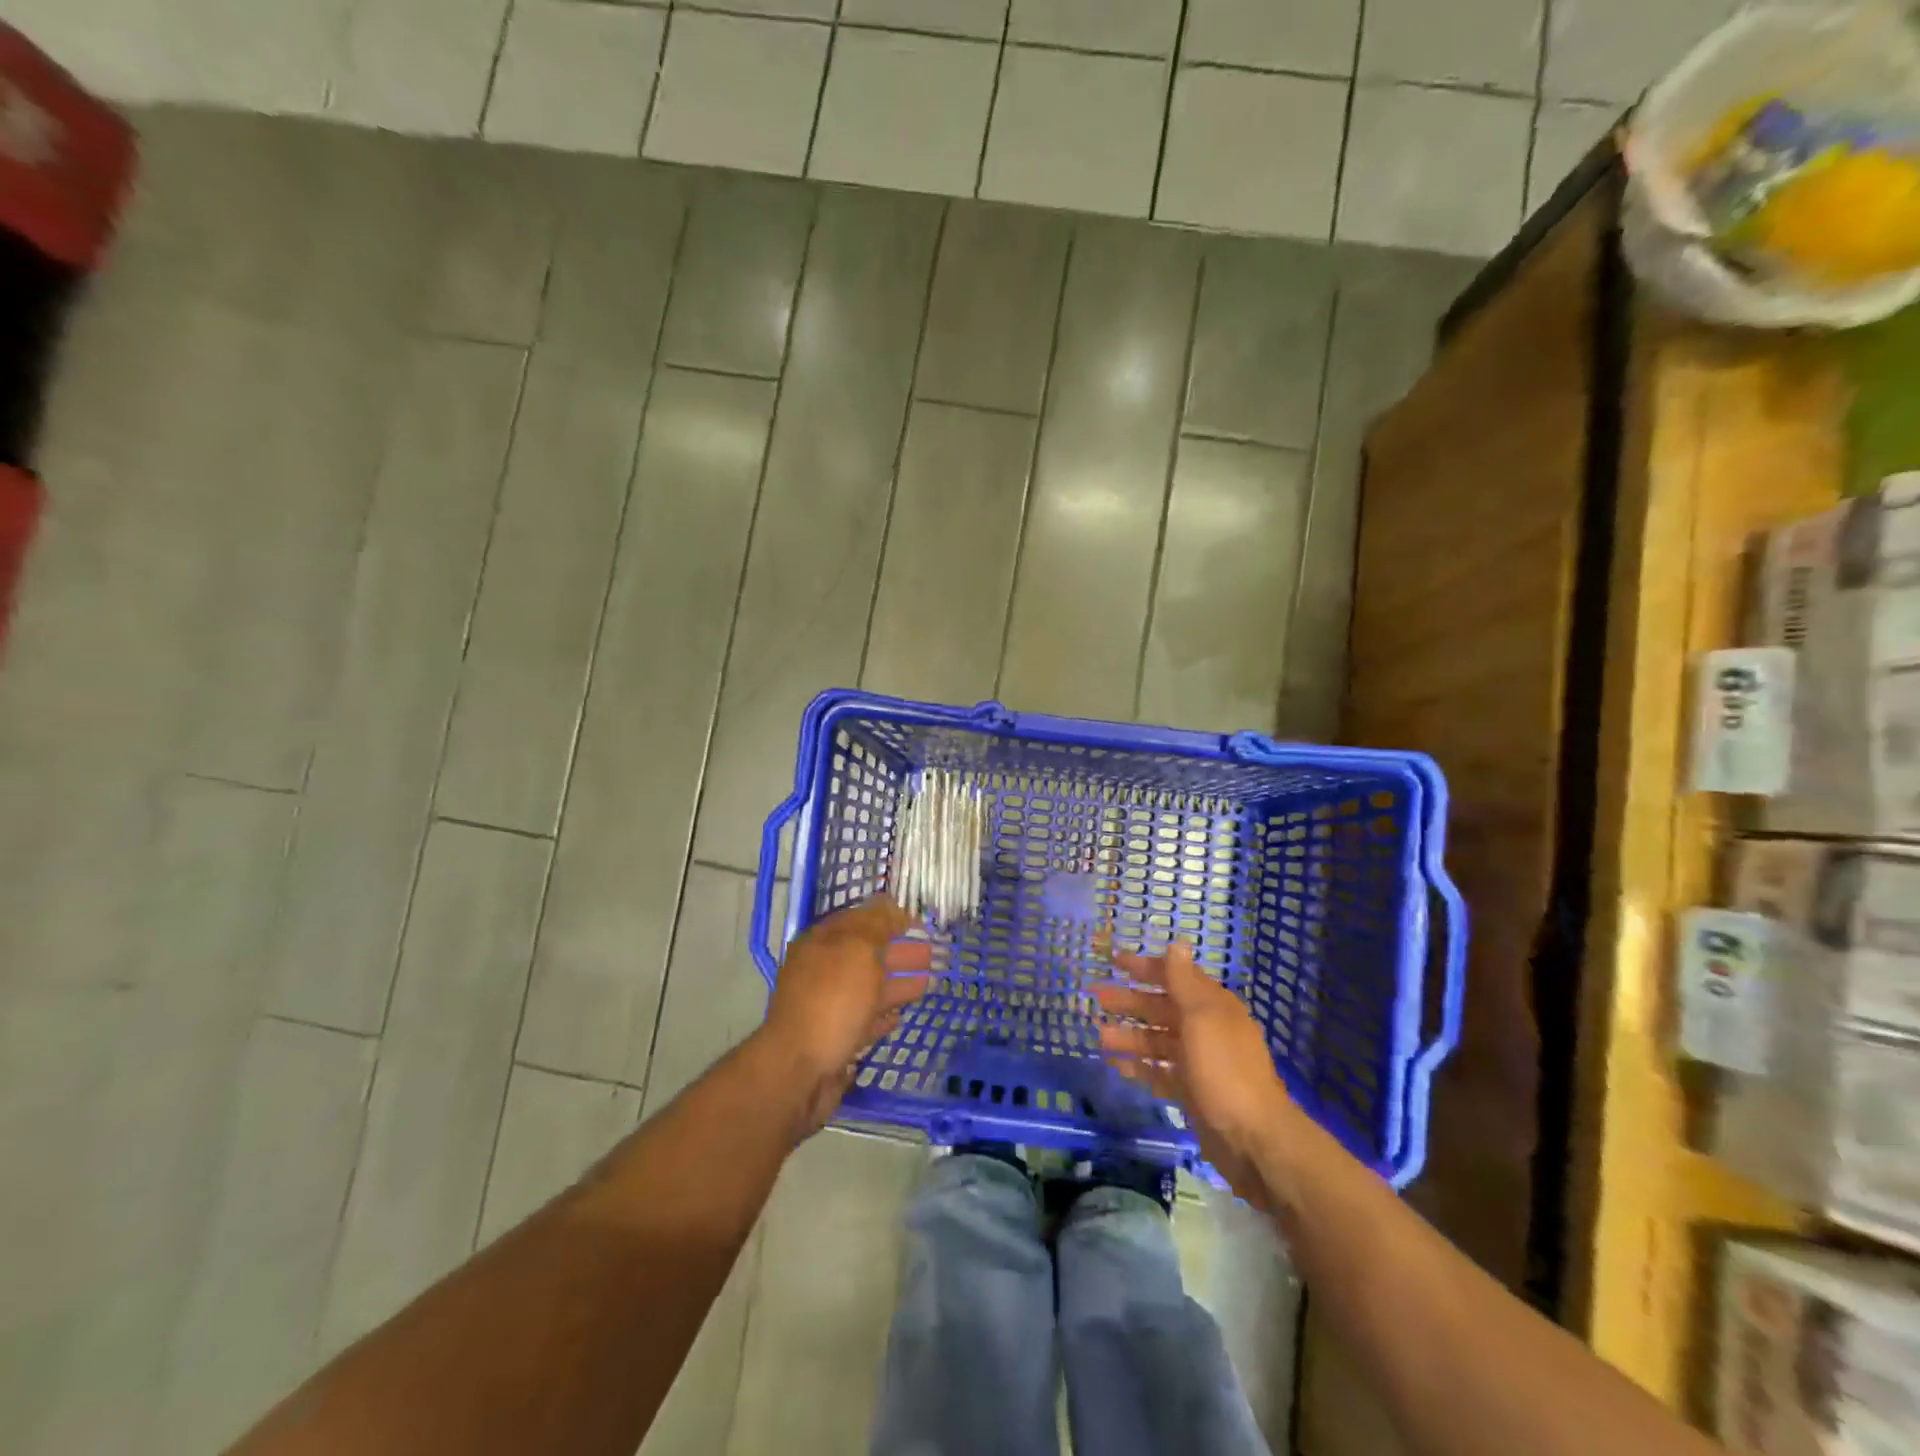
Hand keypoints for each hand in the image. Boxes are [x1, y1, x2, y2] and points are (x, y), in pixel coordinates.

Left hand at [759, 895, 933, 1133]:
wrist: (799, 1071)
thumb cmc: (832, 1001)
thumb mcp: (858, 950)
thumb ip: (877, 925)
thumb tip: (892, 907)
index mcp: (822, 943)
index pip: (860, 920)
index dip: (891, 917)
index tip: (921, 922)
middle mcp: (822, 971)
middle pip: (867, 954)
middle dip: (901, 951)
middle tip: (935, 953)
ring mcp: (826, 1007)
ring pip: (869, 988)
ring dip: (898, 983)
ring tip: (931, 982)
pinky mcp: (834, 1040)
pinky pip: (863, 1020)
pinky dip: (883, 1015)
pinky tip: (900, 1016)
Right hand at [1094, 941, 1295, 1207]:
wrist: (1254, 1140)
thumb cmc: (1225, 1070)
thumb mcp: (1202, 1018)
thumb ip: (1184, 982)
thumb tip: (1177, 941)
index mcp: (1212, 1006)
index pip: (1173, 977)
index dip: (1144, 967)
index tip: (1113, 960)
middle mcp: (1205, 1029)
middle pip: (1161, 1008)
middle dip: (1130, 1001)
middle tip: (1096, 996)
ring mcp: (1199, 1062)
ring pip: (1157, 1041)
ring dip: (1130, 1036)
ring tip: (1099, 1036)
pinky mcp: (1192, 1092)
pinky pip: (1160, 1072)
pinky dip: (1140, 1067)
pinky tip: (1117, 1065)